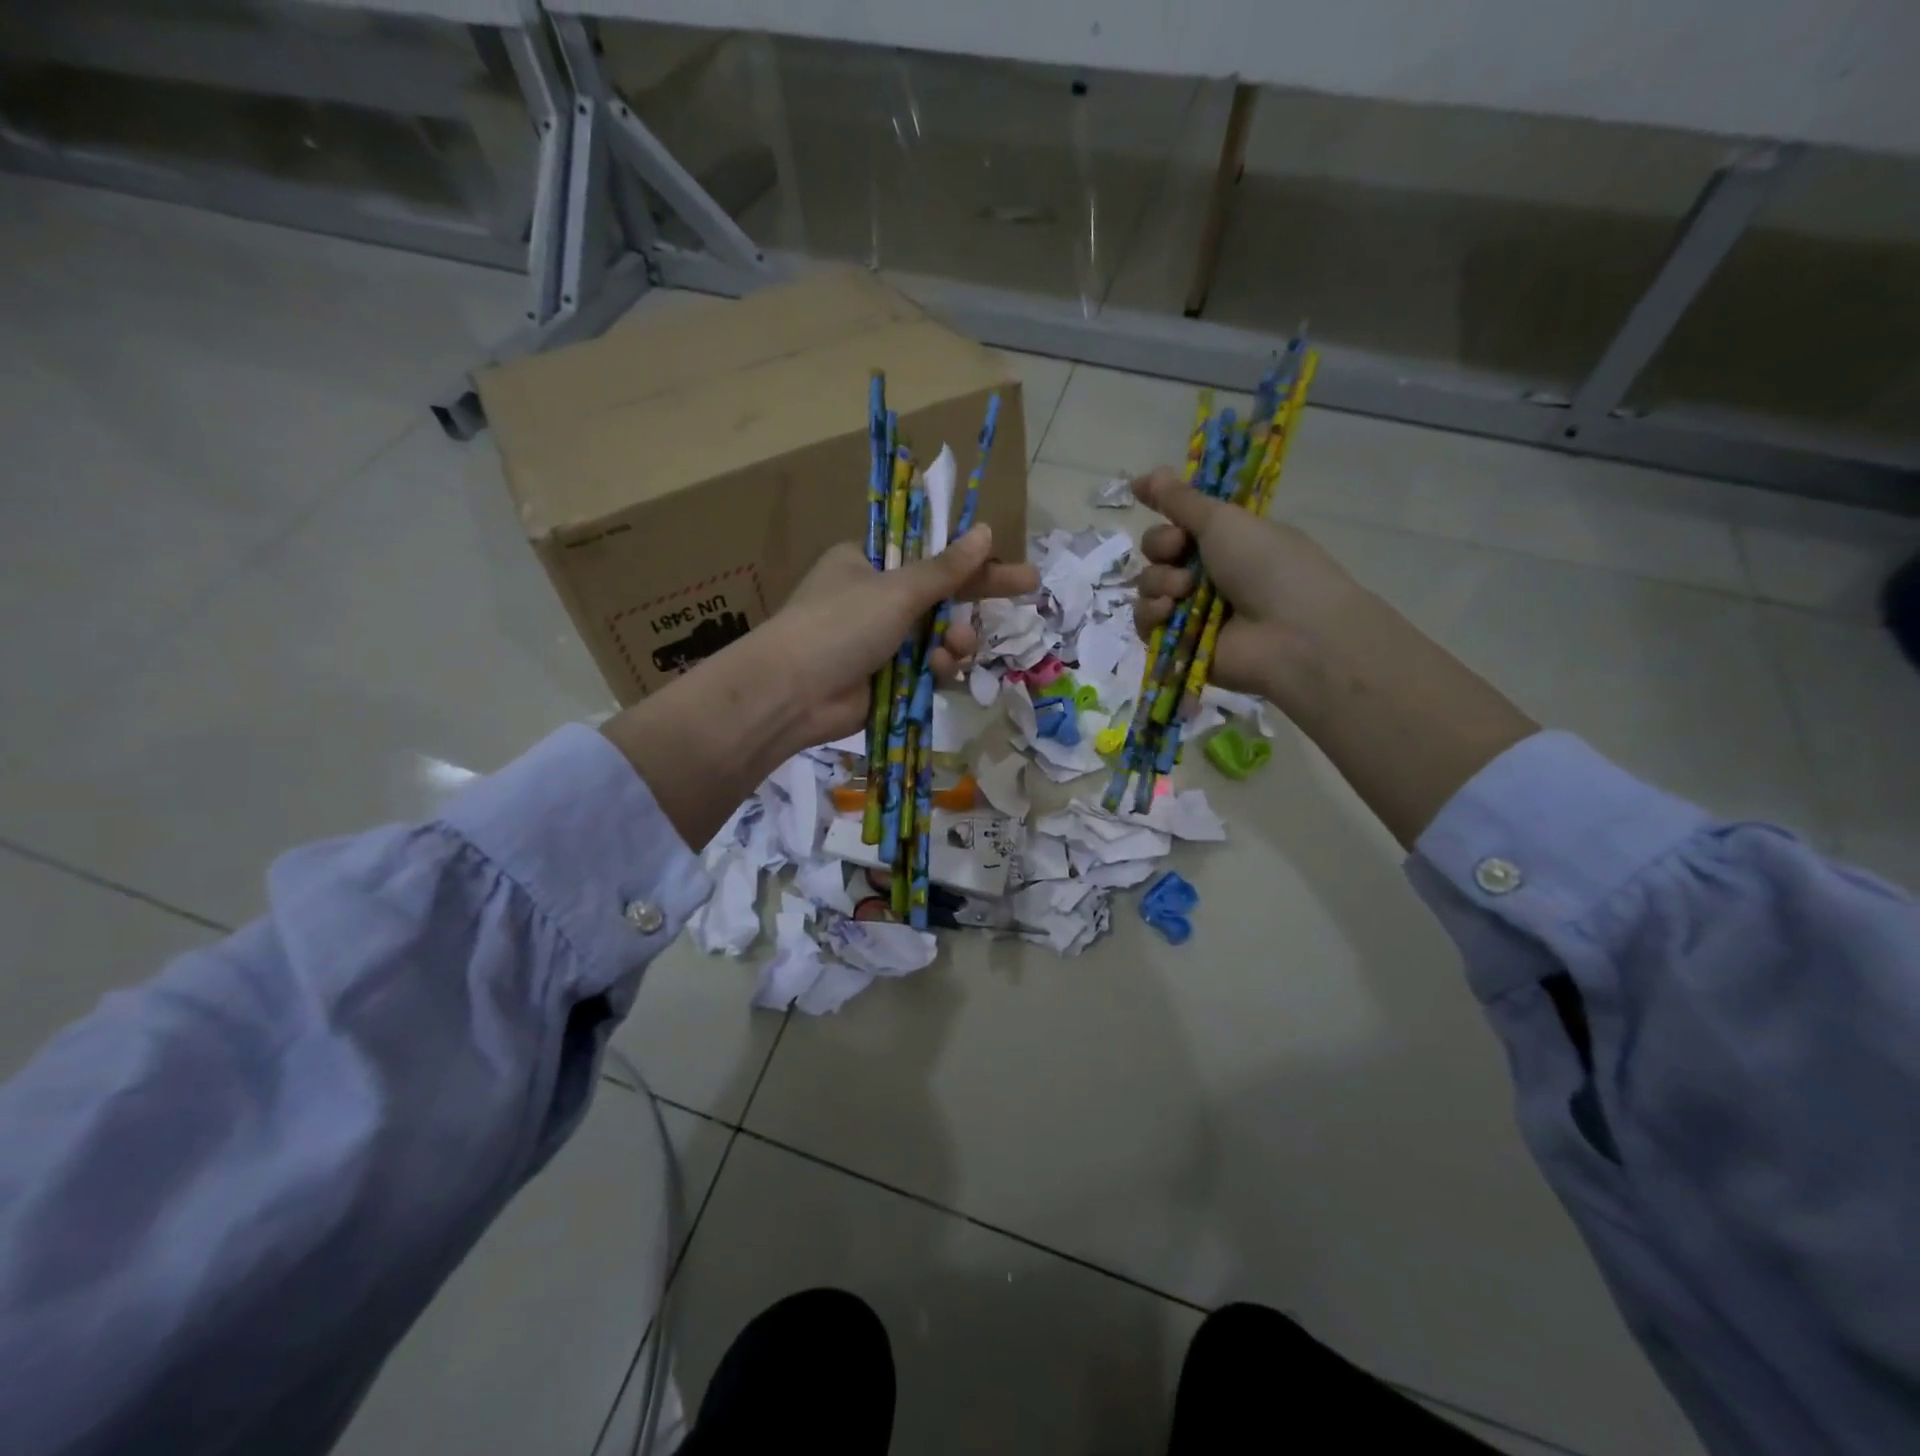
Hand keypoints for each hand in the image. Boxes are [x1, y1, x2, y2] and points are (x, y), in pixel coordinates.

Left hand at [603, 525, 1036, 848]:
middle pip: (941, 595)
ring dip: (955, 639)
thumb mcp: (896, 590)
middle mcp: (875, 598)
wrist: (793, 694)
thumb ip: (945, 569)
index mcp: (869, 563)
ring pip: (938, 635)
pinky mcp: (885, 678)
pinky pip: (927, 667)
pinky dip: (939, 667)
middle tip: (1029, 588)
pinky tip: (940, 670)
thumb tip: (984, 532)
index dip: (973, 558)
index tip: (1011, 560)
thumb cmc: (840, 625)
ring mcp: (880, 641)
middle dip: (975, 598)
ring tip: (955, 647)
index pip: (930, 555)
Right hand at [1129, 465, 1367, 714]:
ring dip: (1159, 581)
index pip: (1180, 520)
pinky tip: (1170, 611)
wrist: (1291, 633)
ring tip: (1183, 589)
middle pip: (1157, 551)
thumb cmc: (1267, 566)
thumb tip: (1147, 472)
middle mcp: (1207, 573)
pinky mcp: (1178, 643)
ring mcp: (1192, 610)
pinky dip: (1152, 613)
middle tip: (1180, 549)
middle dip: (1161, 546)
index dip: (1164, 509)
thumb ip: (1181, 500)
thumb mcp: (1225, 521)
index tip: (1140, 492)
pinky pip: (1145, 621)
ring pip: (1148, 585)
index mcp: (1226, 540)